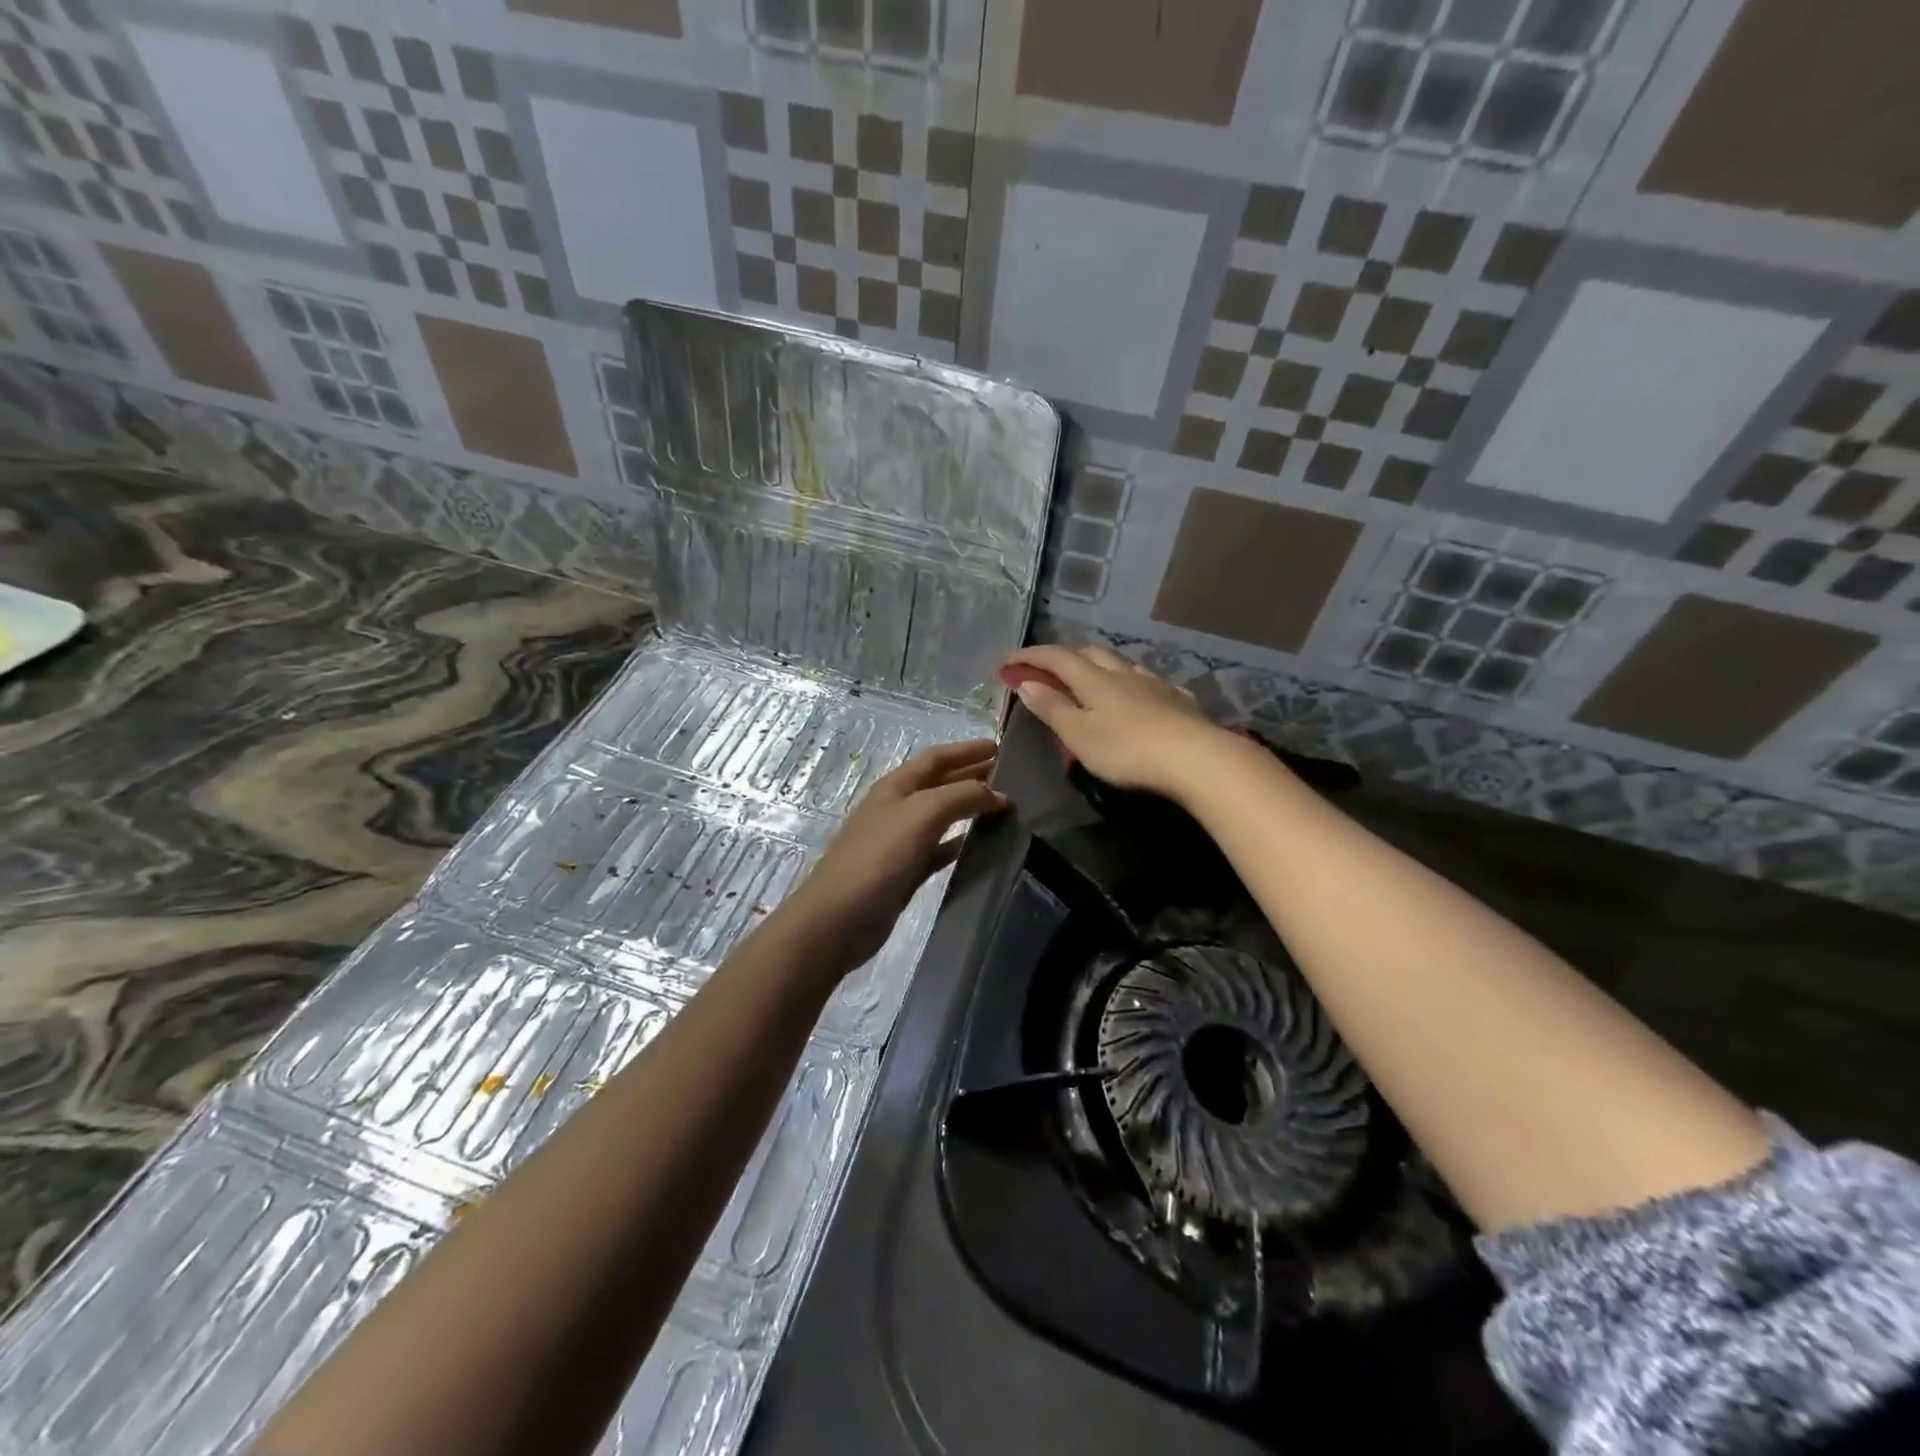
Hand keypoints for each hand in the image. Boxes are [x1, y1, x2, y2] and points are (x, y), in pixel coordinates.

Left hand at [778, 739, 1005, 979]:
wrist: (839, 918)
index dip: (966, 750)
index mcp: (896, 786)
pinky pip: (939, 850)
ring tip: (1005, 808)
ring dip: (970, 809)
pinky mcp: (906, 872)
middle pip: (940, 784)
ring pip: (942, 817)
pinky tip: (982, 845)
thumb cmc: (879, 857)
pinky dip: (960, 843)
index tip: (1000, 747)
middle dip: (972, 776)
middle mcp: (898, 808)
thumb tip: (999, 795)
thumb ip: (962, 796)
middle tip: (1011, 777)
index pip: (936, 758)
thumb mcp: (922, 814)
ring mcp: (901, 842)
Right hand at [1000, 645, 1231, 800]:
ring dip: (1099, 666)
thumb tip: (1025, 682)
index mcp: (1095, 680)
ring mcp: (1155, 684)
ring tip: (1090, 680)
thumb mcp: (1079, 736)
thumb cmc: (1128, 751)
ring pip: (1121, 664)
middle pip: (1090, 653)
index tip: (1008, 660)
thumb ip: (1052, 708)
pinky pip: (1148, 682)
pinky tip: (1137, 696)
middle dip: (1064, 656)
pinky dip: (1131, 684)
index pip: (1057, 657)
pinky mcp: (1179, 701)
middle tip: (1047, 668)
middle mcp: (1124, 673)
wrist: (1197, 759)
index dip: (1031, 656)